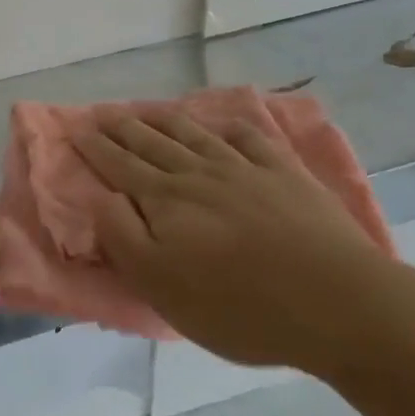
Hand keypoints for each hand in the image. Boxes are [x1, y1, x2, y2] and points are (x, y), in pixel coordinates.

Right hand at [74, 108, 414, 377]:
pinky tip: (224, 125)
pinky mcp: (287, 175)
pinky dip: (231, 127)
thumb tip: (101, 197)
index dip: (96, 146)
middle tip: (103, 111)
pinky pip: (252, 139)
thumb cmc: (238, 306)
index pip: (120, 165)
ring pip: (195, 134)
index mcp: (166, 200)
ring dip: (166, 119)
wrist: (337, 303)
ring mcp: (246, 170)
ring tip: (148, 109)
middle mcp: (200, 174)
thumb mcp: (160, 285)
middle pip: (152, 142)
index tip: (77, 127)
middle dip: (123, 126)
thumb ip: (122, 236)